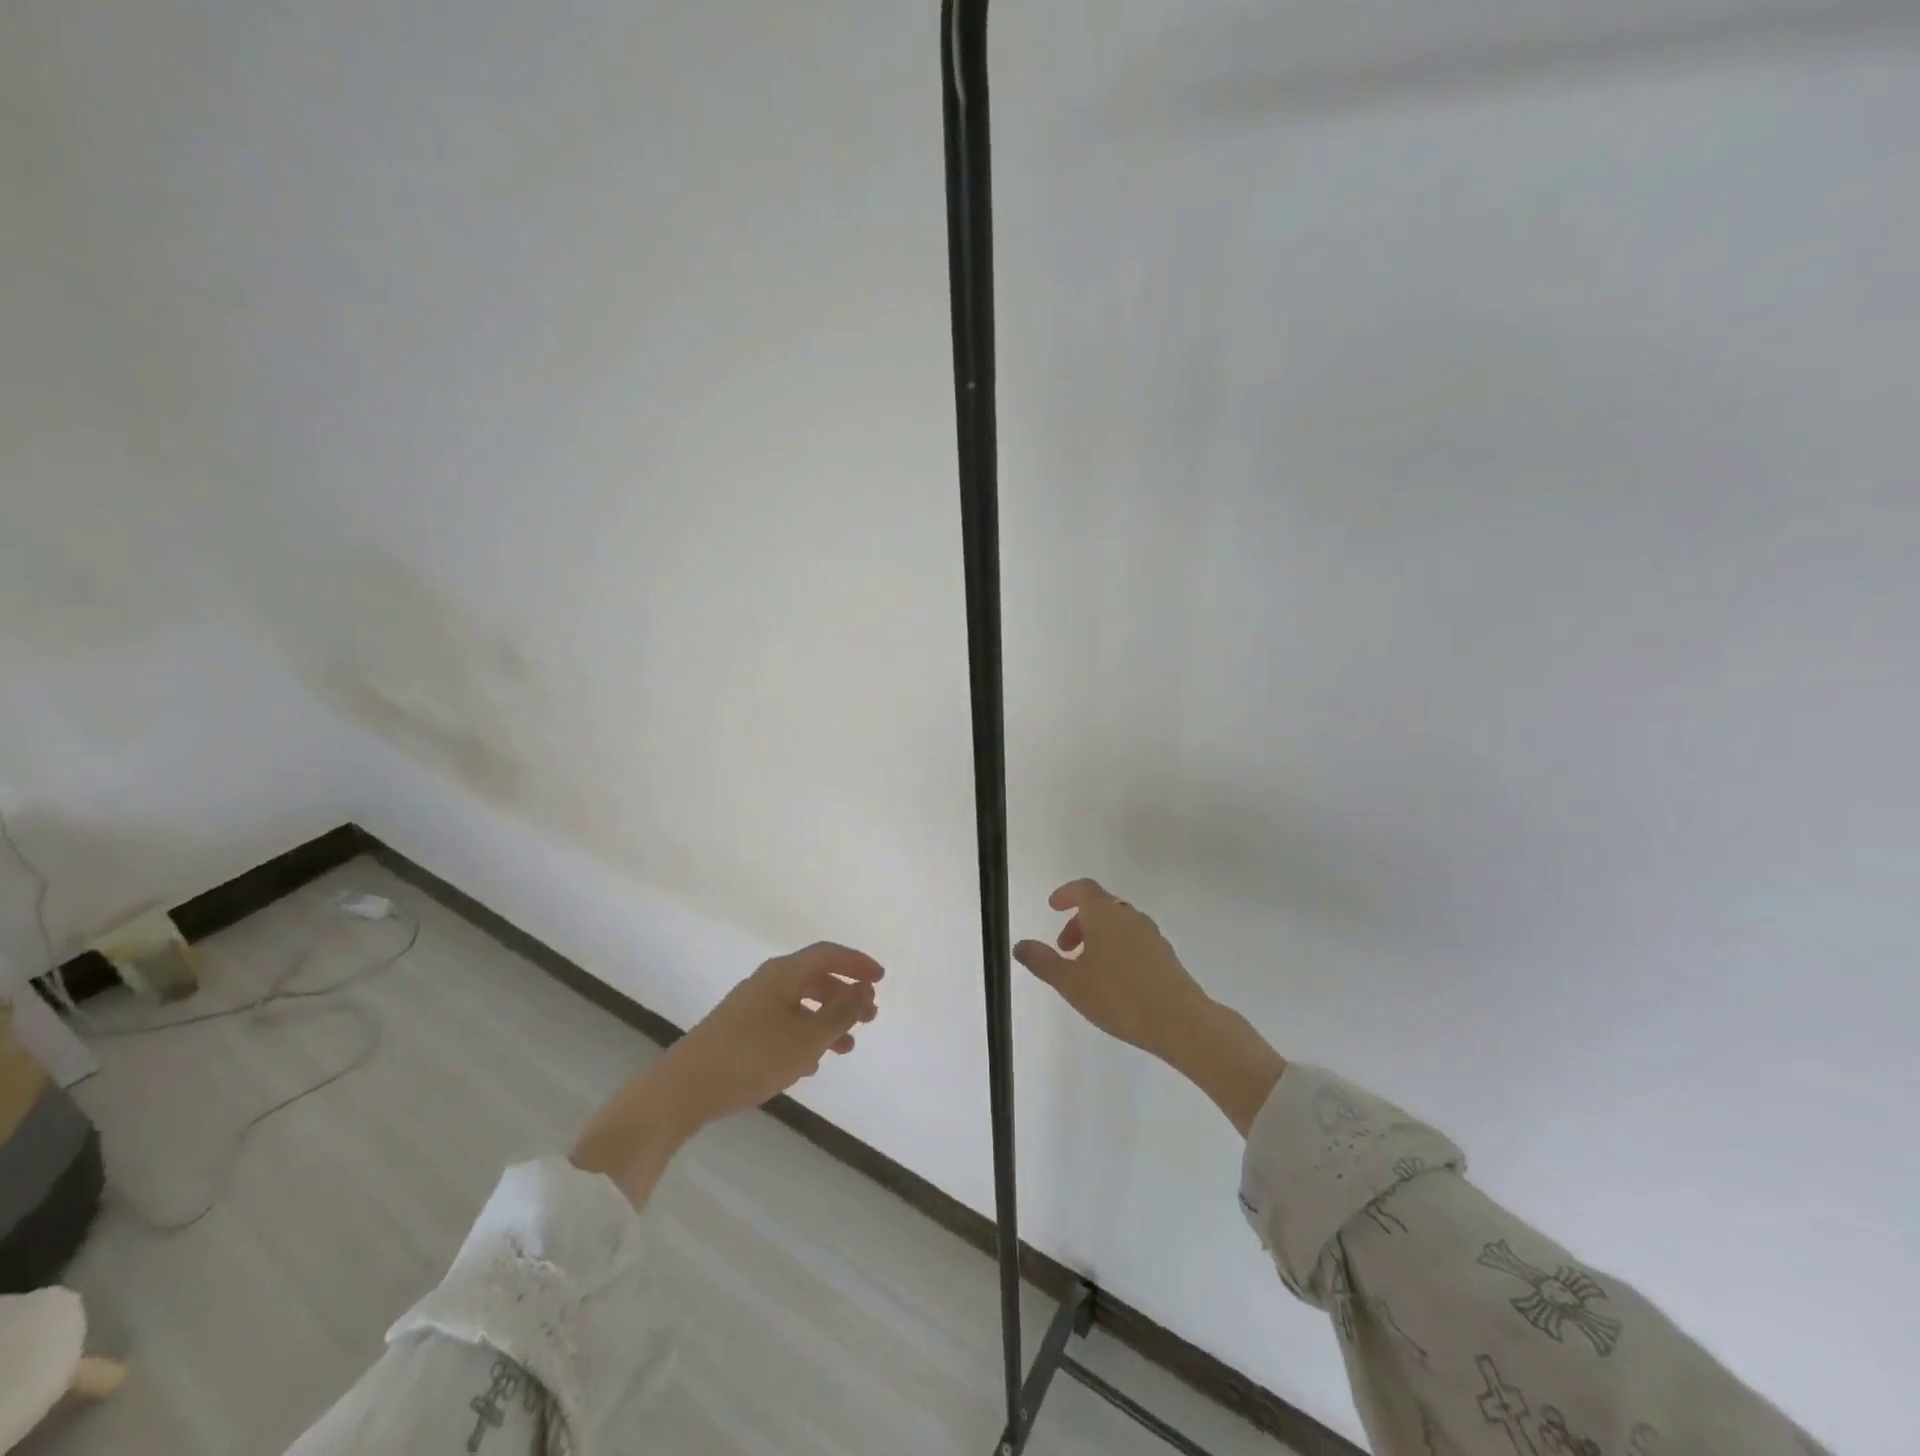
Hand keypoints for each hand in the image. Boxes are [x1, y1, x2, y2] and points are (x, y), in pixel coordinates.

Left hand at [571, 942, 882, 1206]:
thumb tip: (863, 990)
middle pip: (814, 977)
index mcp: (783, 973)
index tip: (881, 979)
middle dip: (845, 995)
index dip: (857, 962)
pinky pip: (782, 1023)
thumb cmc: (752, 1058)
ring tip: (846, 1048)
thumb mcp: (807, 1039)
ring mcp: (749, 1006)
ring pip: (799, 1004)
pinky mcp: (737, 1030)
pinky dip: (803, 1035)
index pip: (828, 954)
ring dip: (826, 1020)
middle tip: (869, 1017)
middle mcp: (766, 981)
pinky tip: (810, 1064)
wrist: (682, 1090)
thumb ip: (840, 1014)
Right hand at [1014, 878, 1208, 1063]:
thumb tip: (1020, 945)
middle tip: (1064, 949)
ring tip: (1087, 969)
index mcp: (1105, 914)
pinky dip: (1117, 949)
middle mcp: (1129, 916)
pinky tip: (1114, 981)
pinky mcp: (1165, 955)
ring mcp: (1151, 935)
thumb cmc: (1118, 996)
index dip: (1066, 894)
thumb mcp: (1070, 982)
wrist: (1179, 1021)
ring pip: (1118, 925)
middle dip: (1079, 923)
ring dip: (1098, 937)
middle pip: (1100, 907)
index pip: (1083, 889)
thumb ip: (1043, 961)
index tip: (1053, 906)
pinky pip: (1134, 941)